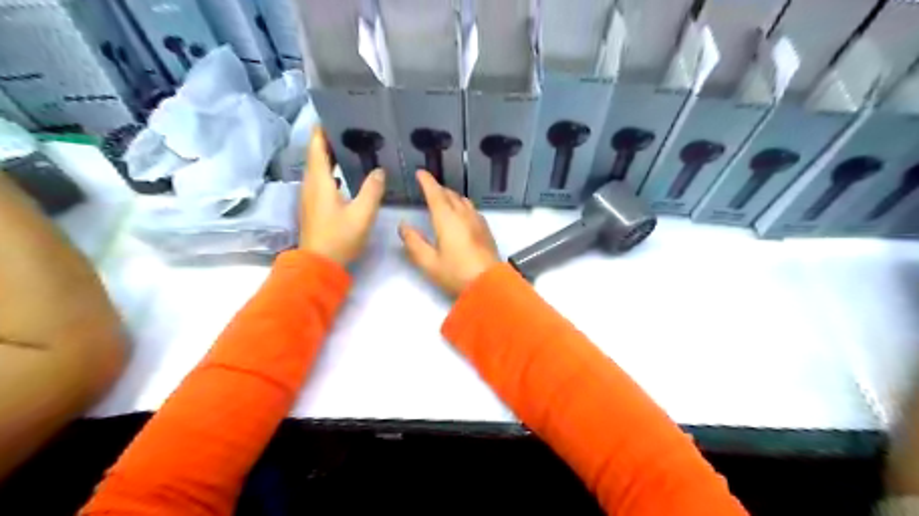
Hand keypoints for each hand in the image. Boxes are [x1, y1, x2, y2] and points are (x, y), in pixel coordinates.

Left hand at [300, 128, 384, 265]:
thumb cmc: (339, 237)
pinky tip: (345, 177)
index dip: (321, 130)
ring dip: (329, 156)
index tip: (332, 115)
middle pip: (315, 155)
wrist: (319, 264)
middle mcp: (311, 185)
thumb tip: (379, 171)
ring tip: (349, 148)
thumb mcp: (362, 214)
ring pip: (317, 169)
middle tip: (348, 129)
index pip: (316, 147)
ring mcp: (310, 197)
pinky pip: (320, 181)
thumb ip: (372, 190)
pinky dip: (330, 172)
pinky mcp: (313, 207)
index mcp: (320, 182)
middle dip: (328, 140)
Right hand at [398, 170, 500, 296]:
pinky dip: (462, 205)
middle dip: (438, 189)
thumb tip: (403, 226)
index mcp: (446, 218)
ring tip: (443, 201)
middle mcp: (463, 214)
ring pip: (463, 200)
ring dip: (451, 196)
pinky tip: (461, 215)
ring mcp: (477, 220)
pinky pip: (472, 209)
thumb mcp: (428, 262)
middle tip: (428, 189)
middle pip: (450, 194)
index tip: (420, 173)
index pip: (435, 192)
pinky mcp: (486, 229)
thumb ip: (414, 242)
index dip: (427, 181)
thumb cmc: (456, 273)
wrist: (489, 284)